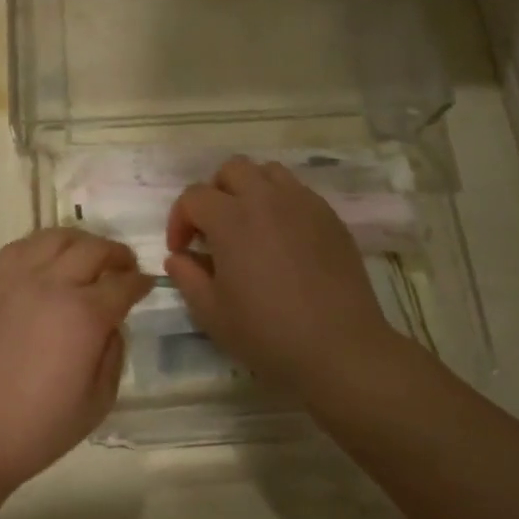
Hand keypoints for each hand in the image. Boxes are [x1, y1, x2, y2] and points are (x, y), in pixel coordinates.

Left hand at [0, 229, 149, 501]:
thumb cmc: (39, 427)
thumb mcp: (99, 401)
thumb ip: (114, 352)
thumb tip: (112, 323)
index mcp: (84, 315)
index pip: (123, 283)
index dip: (141, 282)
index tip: (147, 285)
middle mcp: (52, 284)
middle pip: (94, 249)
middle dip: (117, 255)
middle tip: (124, 267)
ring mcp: (17, 278)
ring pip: (57, 236)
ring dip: (82, 241)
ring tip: (88, 257)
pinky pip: (22, 245)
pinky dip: (44, 245)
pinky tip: (49, 261)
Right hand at [165, 157, 401, 392]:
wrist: (340, 348)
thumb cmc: (268, 333)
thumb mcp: (211, 313)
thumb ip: (187, 277)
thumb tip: (178, 257)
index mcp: (231, 219)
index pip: (193, 196)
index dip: (179, 220)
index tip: (182, 250)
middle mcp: (266, 199)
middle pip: (232, 170)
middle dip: (214, 193)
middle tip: (214, 230)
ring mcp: (303, 204)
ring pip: (268, 172)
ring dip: (250, 190)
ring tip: (249, 225)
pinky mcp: (330, 217)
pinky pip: (298, 192)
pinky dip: (281, 203)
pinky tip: (283, 239)